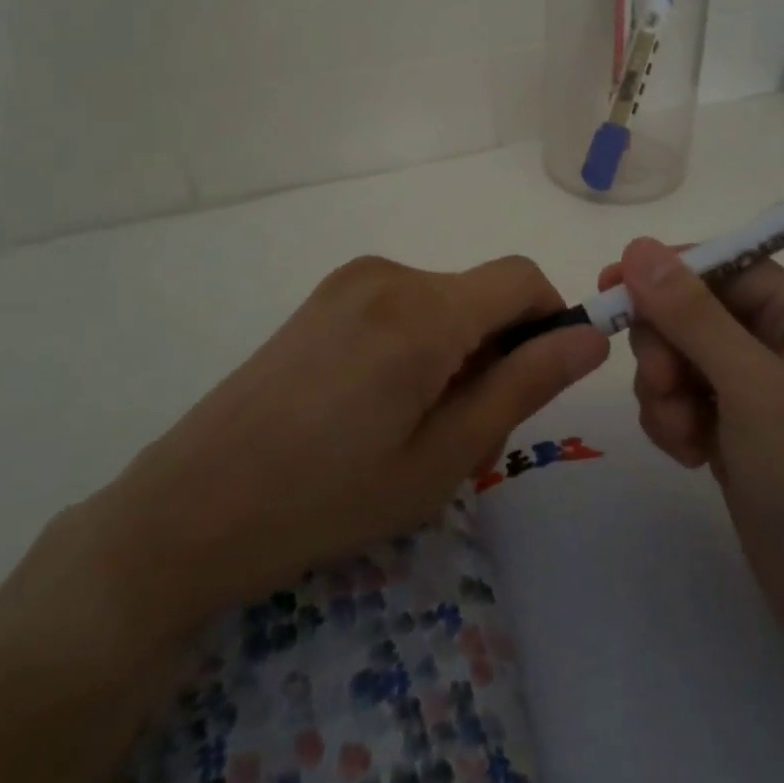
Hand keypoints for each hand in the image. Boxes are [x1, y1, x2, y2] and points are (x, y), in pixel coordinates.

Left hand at [86, 254, 608, 644]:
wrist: (192, 508)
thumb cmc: (327, 499)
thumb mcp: (443, 458)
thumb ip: (523, 386)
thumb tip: (591, 336)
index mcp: (423, 312)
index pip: (523, 277)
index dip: (550, 320)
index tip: (536, 382)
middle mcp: (390, 274)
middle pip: (482, 292)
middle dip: (498, 346)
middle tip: (462, 427)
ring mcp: (352, 279)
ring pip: (446, 298)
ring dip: (457, 346)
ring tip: (411, 422)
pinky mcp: (327, 295)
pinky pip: (405, 301)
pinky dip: (419, 338)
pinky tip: (375, 400)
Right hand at [602, 239, 783, 686]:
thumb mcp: (757, 392)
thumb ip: (694, 317)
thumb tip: (639, 248)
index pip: (722, 266)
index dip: (664, 273)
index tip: (609, 292)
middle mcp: (783, 346)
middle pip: (694, 312)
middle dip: (667, 347)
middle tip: (665, 386)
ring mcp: (761, 396)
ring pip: (682, 360)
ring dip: (666, 392)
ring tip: (684, 438)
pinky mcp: (741, 438)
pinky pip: (686, 403)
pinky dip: (675, 423)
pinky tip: (689, 458)